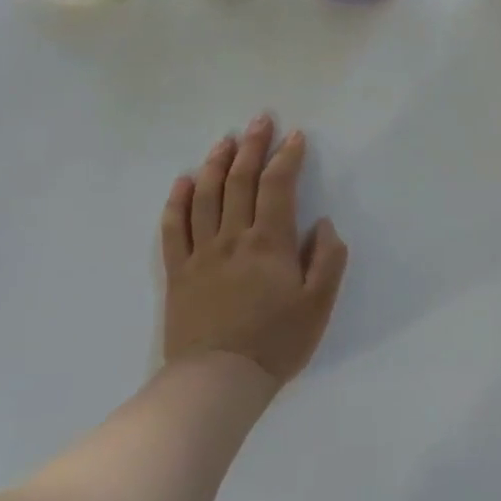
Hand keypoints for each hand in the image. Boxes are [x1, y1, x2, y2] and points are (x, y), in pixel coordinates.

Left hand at [160, 113, 348, 389]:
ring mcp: (200, 254)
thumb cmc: (276, 342)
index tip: (295, 136)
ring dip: (216, 164)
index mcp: (270, 243)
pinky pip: (173, 229)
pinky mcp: (178, 273)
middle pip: (239, 182)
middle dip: (251, 147)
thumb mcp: (319, 304)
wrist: (217, 381)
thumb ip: (327, 259)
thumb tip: (322, 224)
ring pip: (205, 197)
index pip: (277, 187)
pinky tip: (184, 181)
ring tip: (225, 140)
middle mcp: (233, 239)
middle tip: (259, 120)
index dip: (286, 158)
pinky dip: (178, 201)